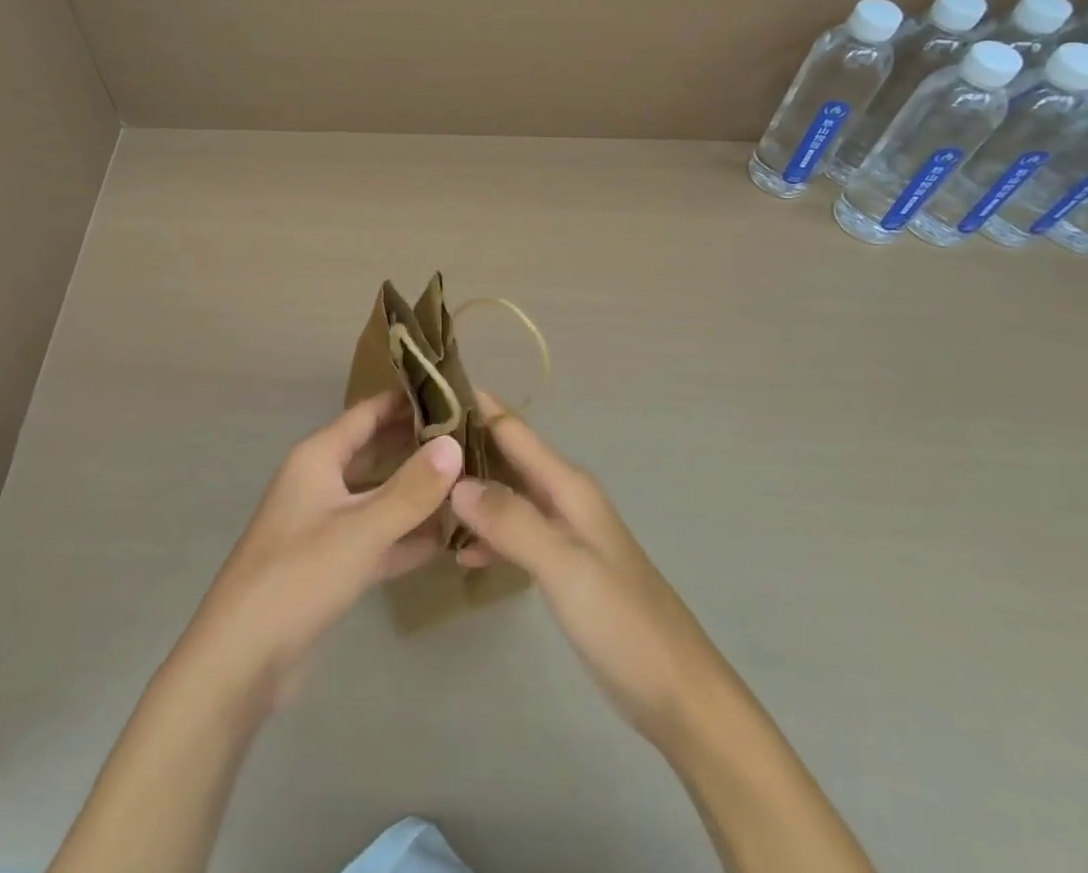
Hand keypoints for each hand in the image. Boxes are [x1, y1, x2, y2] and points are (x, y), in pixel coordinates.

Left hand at [178, 392, 463, 705]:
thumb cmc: (298, 575)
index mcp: (318, 457)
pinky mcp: (331, 564)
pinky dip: (405, 536)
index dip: (407, 400)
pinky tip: (445, 539)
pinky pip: (376, 537)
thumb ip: (411, 489)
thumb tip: (455, 445)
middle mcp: (321, 481)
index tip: (454, 392)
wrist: (242, 658)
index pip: (368, 413)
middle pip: (375, 451)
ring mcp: (325, 523)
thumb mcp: (361, 529)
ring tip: (467, 483)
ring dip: (416, 492)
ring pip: (378, 496)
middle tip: (472, 438)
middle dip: (417, 445)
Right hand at [451, 392, 718, 748]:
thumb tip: (454, 480)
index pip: (512, 427)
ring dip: (470, 490)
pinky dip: (486, 534)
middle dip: (462, 444)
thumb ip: (512, 521)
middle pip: (507, 455)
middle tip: (406, 442)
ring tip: (420, 490)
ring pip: (507, 494)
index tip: (425, 391)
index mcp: (568, 485)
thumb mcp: (565, 567)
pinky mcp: (562, 566)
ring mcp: (564, 533)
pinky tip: (458, 550)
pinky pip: (514, 533)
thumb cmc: (624, 623)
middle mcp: (564, 497)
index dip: (473, 404)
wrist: (681, 696)